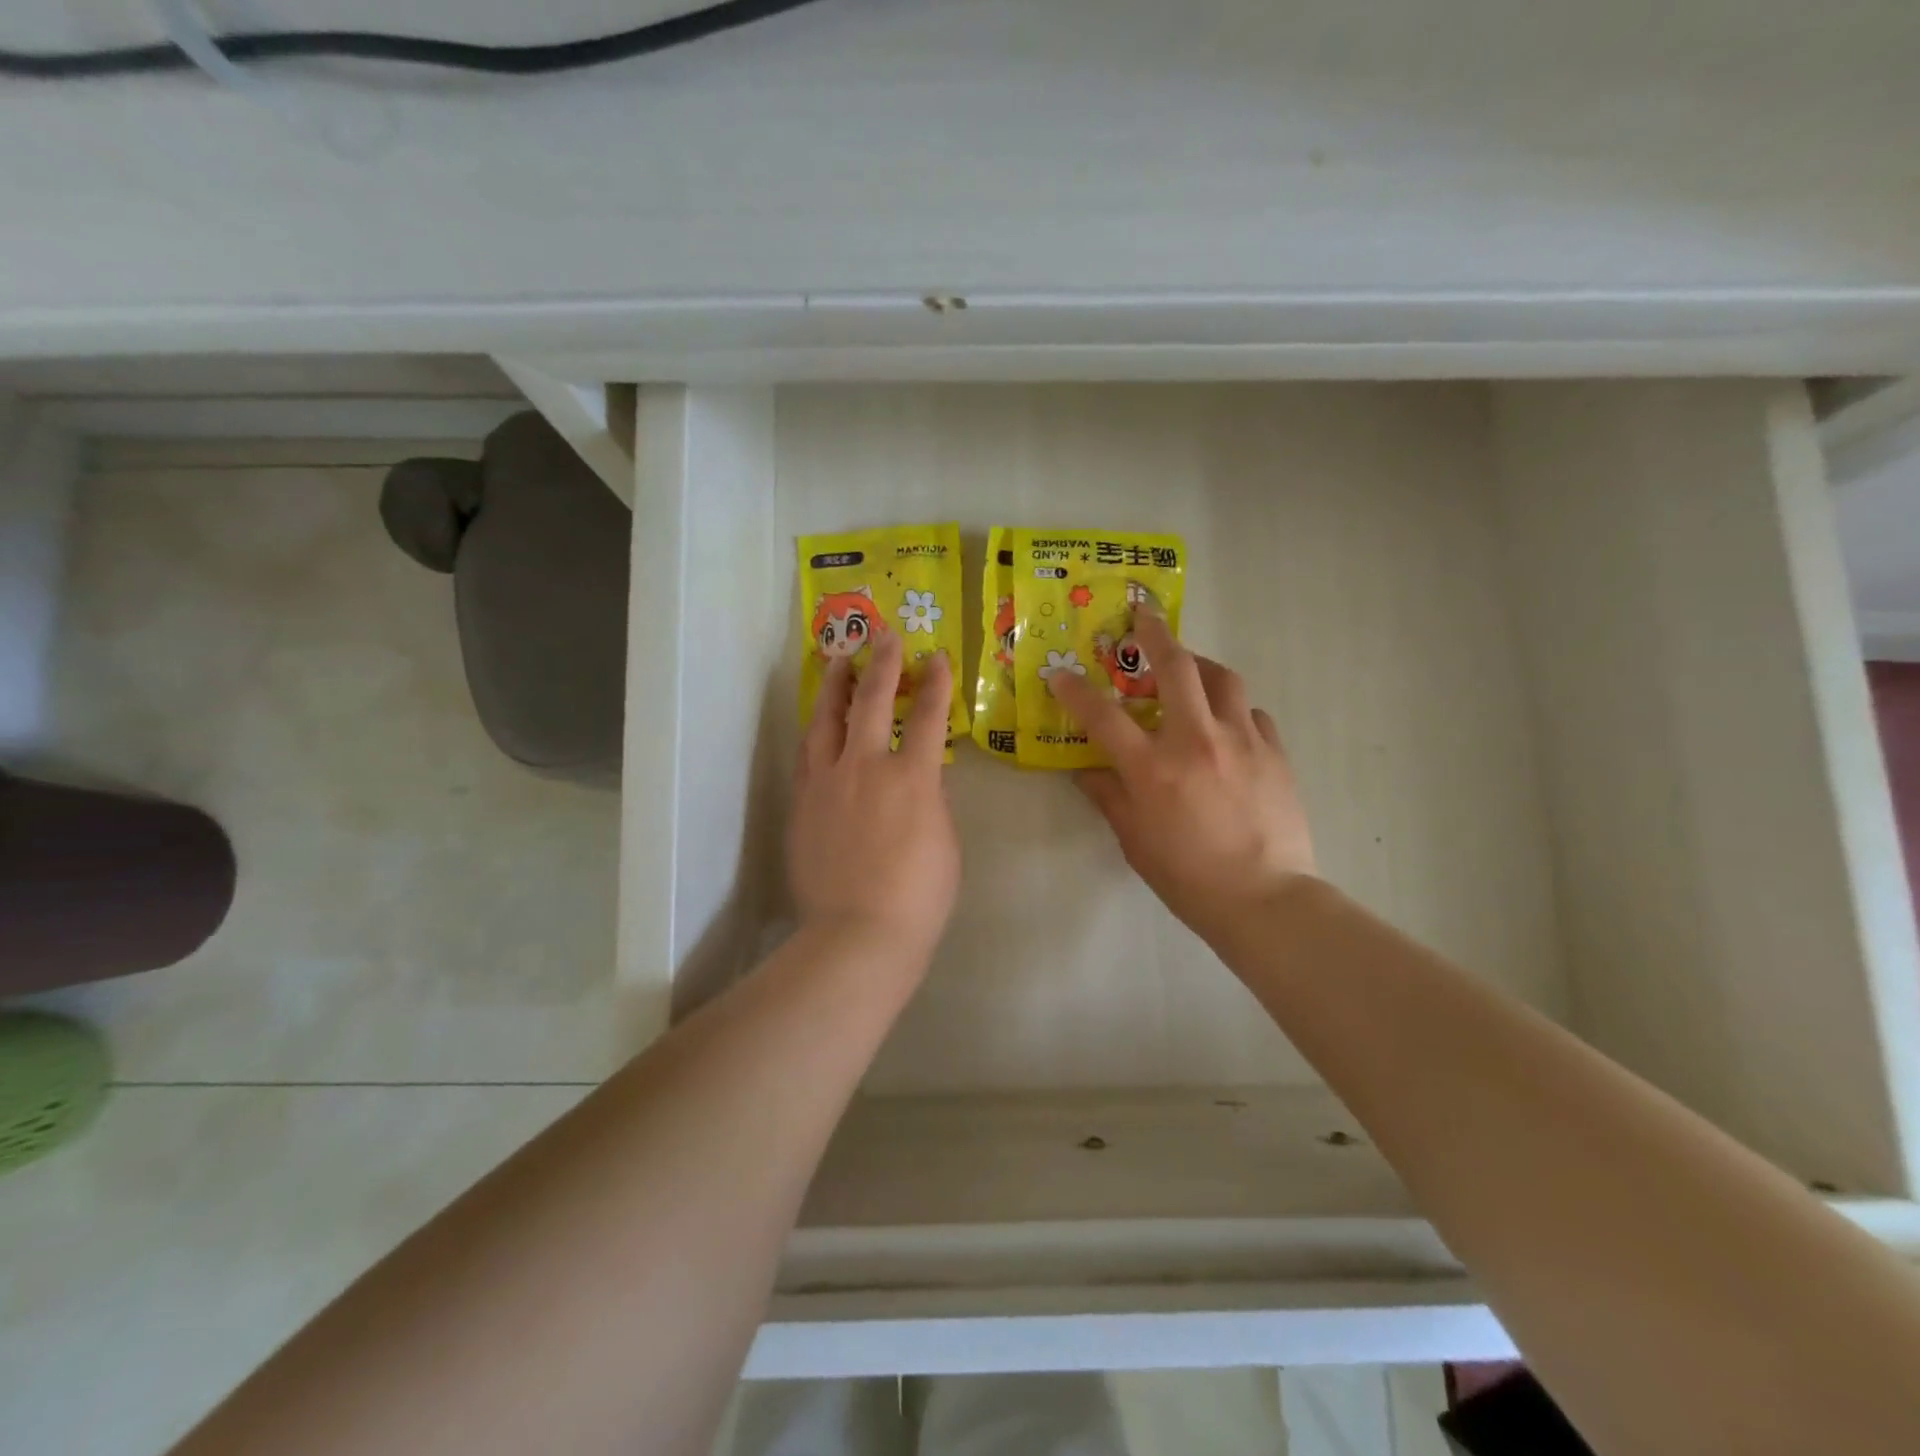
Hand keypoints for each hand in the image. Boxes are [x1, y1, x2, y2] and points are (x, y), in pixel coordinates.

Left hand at [789, 631, 960, 963]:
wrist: (858, 935)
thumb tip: (918, 779)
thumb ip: (930, 800)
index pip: (926, 715)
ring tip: (838, 662)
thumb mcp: (945, 841)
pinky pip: (808, 754)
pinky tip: (818, 723)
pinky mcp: (802, 803)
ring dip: (835, 686)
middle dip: (881, 664)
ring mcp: (827, 783)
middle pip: (870, 701)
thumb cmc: (918, 896)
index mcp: (911, 777)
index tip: (936, 657)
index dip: (934, 682)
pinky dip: (817, 730)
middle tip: (884, 637)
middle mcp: (865, 767)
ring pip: (826, 719)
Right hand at [1050, 610, 1316, 951]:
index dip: (1075, 690)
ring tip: (1189, 669)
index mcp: (1153, 768)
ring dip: (1200, 665)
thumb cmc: (1188, 877)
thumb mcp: (1134, 841)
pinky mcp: (1275, 752)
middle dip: (1155, 634)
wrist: (1265, 900)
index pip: (1103, 716)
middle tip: (1143, 617)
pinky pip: (1253, 713)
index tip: (1059, 673)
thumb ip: (1109, 798)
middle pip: (1175, 667)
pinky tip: (1228, 725)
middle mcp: (1196, 741)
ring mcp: (1241, 741)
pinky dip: (1234, 710)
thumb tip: (1087, 773)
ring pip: (1223, 678)